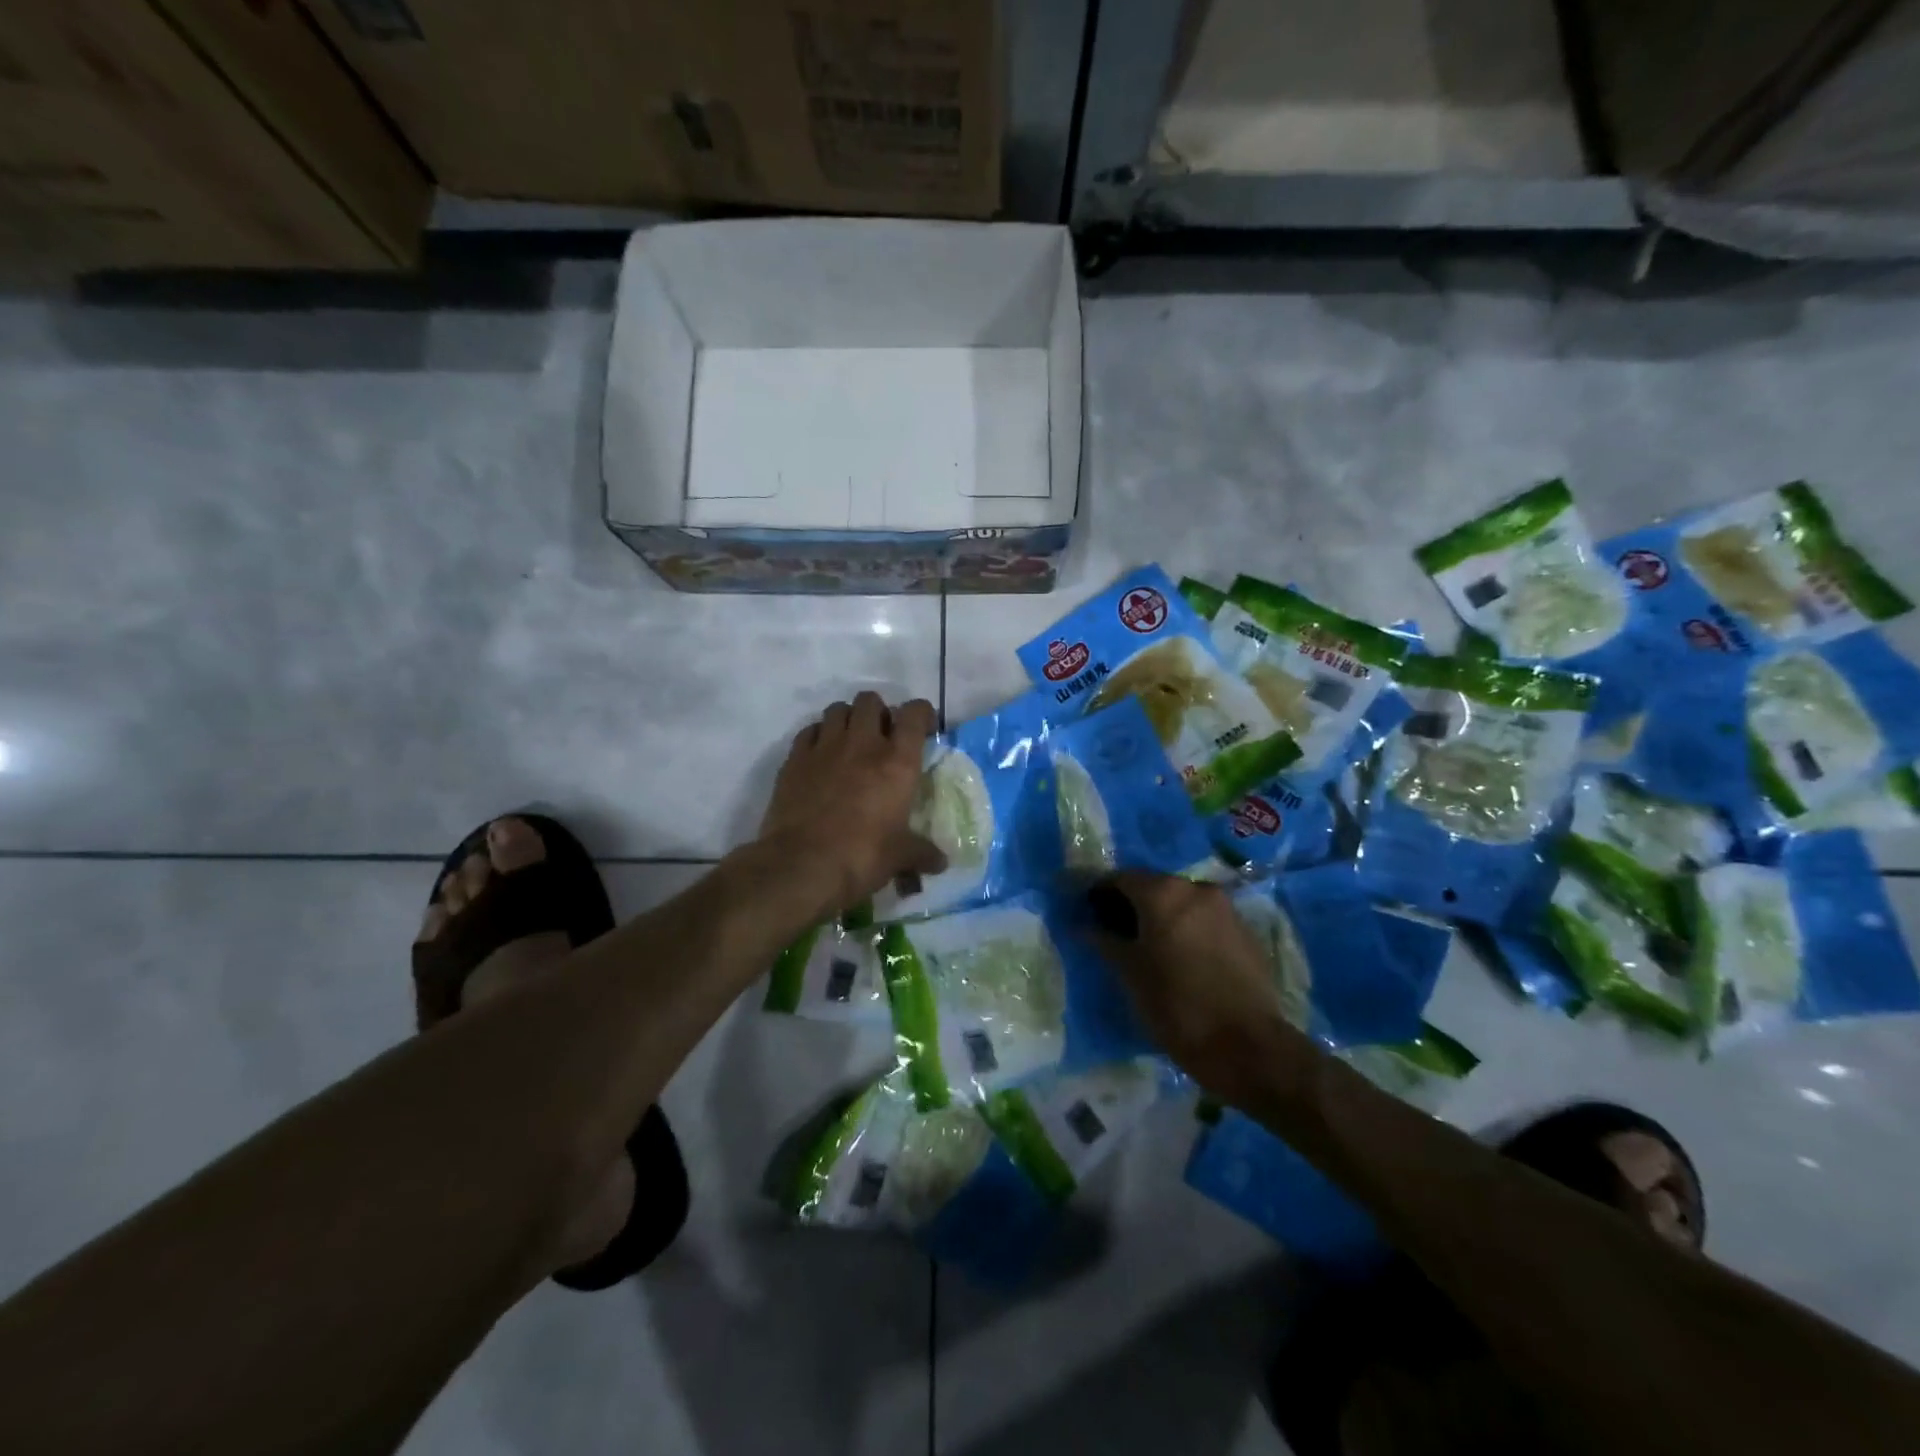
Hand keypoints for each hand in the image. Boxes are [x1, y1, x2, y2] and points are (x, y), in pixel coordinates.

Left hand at [760, 693, 946, 917]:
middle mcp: (862, 743)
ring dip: (847, 720)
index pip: (915, 714)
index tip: (924, 730)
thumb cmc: (862, 857)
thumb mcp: (900, 856)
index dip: (922, 714)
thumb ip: (922, 853)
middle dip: (879, 712)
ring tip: (850, 743)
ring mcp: (824, 748)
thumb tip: (941, 862)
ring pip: (837, 709)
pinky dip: (818, 737)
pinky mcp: (794, 760)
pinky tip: (821, 758)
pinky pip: (808, 731)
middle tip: (882, 738)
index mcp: (897, 761)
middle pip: (870, 701)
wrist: (802, 866)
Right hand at [1087, 872, 1315, 1100]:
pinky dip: (1188, 928)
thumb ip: (1105, 941)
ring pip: (1183, 902)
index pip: (1121, 878)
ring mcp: (1226, 908)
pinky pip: (1206, 919)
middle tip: (1115, 930)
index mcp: (1163, 893)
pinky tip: (1182, 956)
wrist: (1247, 1046)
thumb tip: (1083, 926)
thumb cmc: (1176, 1006)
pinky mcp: (1246, 931)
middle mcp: (1196, 888)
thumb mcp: (1130, 974)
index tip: (1087, 912)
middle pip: (1154, 886)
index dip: (1100, 892)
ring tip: (1149, 946)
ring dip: (1163, 916)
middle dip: (1133, 903)